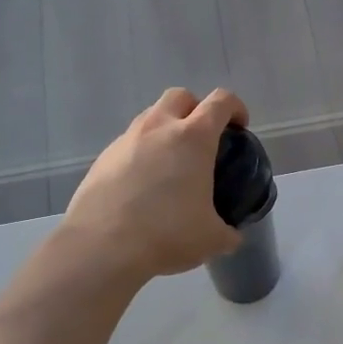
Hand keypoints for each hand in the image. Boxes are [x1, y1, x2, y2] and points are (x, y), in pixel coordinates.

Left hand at [62, 88, 250, 281]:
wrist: (103, 247)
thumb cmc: (167, 234)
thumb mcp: (212, 238)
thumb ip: (228, 232)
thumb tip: (231, 235)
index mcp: (193, 138)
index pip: (220, 102)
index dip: (235, 108)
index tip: (239, 127)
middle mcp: (158, 128)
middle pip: (180, 97)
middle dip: (195, 110)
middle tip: (203, 141)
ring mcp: (126, 140)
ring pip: (150, 117)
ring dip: (166, 131)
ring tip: (172, 166)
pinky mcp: (103, 158)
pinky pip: (129, 144)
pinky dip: (142, 155)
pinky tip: (144, 187)